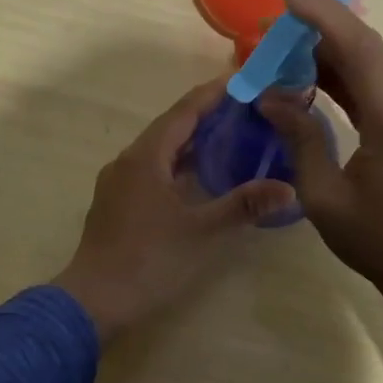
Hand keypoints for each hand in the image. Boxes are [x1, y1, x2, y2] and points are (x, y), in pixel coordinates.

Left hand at [55, 77, 295, 340]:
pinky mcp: (117, 202)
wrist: (93, 302)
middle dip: (206, 115)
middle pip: (171, 127)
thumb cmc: (149, 260)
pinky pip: (152, 168)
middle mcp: (128, 160)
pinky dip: (178, 163)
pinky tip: (198, 175)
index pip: (184, 111)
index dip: (213, 94)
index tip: (242, 80)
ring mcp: (119, 182)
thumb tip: (289, 188)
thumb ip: (244, 205)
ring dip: (191, 140)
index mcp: (146, 157)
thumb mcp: (202, 231)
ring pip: (160, 149)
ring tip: (229, 135)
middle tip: (244, 108)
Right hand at [257, 0, 382, 321]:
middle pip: (363, 50)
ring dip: (326, 54)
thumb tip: (270, 97)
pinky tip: (309, 78)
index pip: (359, 48)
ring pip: (368, 68)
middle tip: (270, 26)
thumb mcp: (324, 197)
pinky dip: (341, 79)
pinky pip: (373, 90)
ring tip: (280, 49)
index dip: (322, 14)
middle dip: (316, 29)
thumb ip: (300, 138)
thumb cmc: (380, 243)